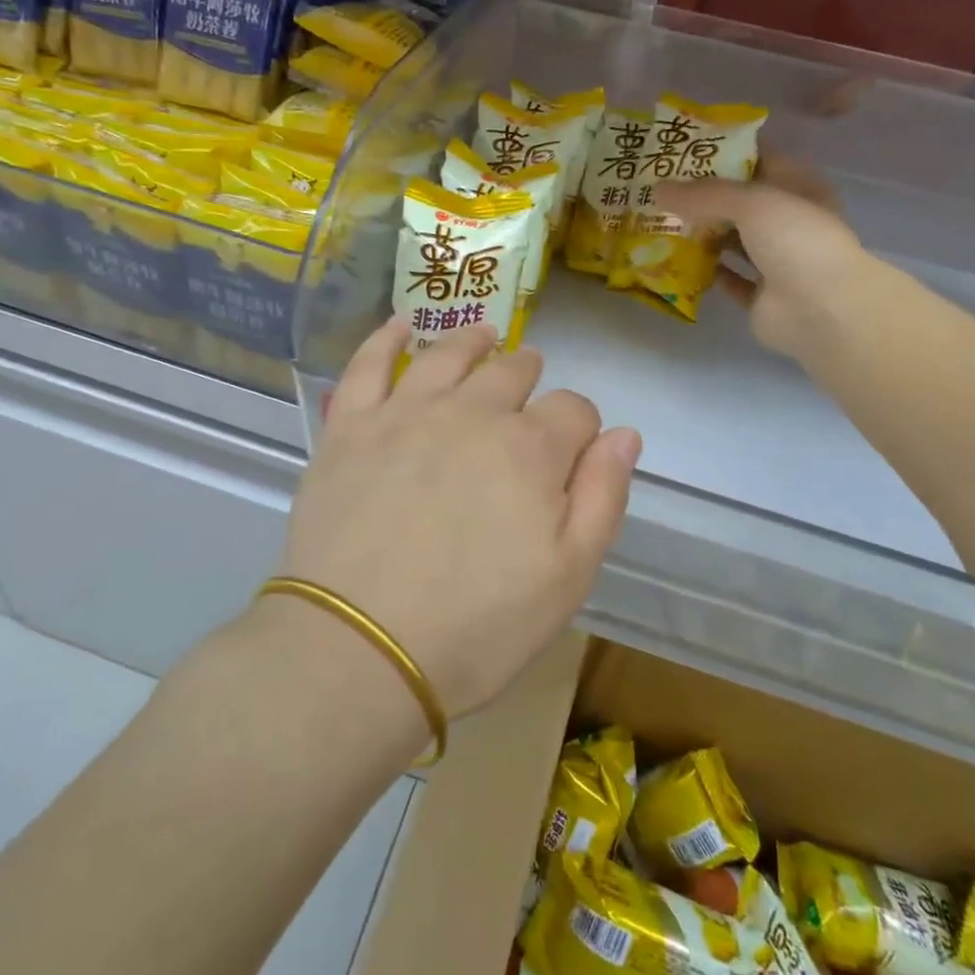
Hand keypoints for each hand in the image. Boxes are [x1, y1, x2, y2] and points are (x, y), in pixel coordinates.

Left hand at [277, 322, 640, 717]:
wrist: (360, 649)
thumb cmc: (476, 627)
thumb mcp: (568, 578)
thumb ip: (602, 498)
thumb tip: (624, 434)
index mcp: (530, 450)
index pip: (573, 410)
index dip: (580, 425)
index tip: (573, 448)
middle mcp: (472, 413)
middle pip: (512, 372)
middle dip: (530, 375)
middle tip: (530, 378)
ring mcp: (406, 413)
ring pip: (448, 354)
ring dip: (474, 342)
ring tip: (485, 336)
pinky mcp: (350, 427)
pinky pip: (369, 364)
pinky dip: (386, 337)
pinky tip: (400, 324)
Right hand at [656, 163, 863, 366]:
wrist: (822, 309)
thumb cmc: (796, 240)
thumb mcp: (751, 201)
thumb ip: (704, 194)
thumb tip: (657, 189)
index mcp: (799, 188)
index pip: (760, 160)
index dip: (724, 153)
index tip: (683, 152)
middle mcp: (790, 222)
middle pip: (742, 203)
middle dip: (704, 198)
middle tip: (661, 189)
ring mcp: (777, 261)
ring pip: (734, 241)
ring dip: (703, 235)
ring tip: (662, 223)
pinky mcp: (762, 296)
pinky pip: (729, 279)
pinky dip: (707, 272)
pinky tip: (677, 262)